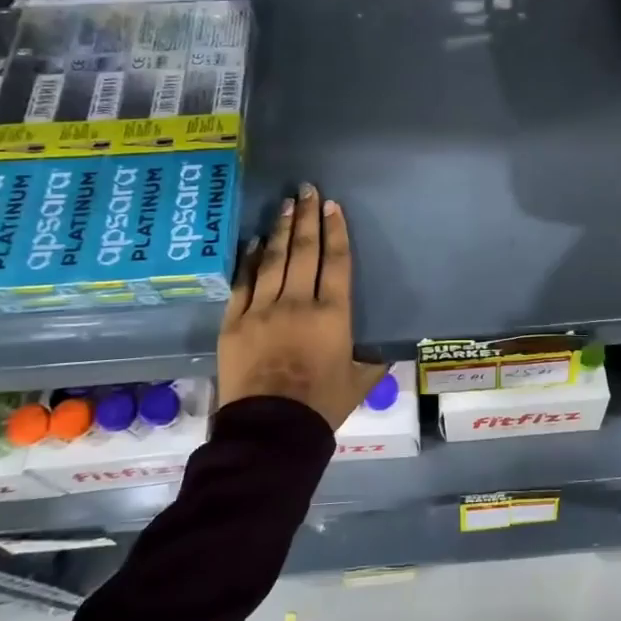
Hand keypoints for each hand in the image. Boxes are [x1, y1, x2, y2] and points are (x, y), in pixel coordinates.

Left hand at [217, 184, 386, 429]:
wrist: (271, 430)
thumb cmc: (321, 406)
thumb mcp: (359, 382)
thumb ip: (372, 360)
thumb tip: (385, 350)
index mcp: (332, 314)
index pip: (336, 262)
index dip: (335, 231)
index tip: (332, 206)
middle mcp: (298, 302)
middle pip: (304, 251)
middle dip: (307, 217)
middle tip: (307, 190)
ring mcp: (262, 309)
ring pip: (273, 259)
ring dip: (280, 229)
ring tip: (285, 204)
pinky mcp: (234, 322)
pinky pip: (243, 283)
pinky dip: (249, 260)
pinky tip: (253, 242)